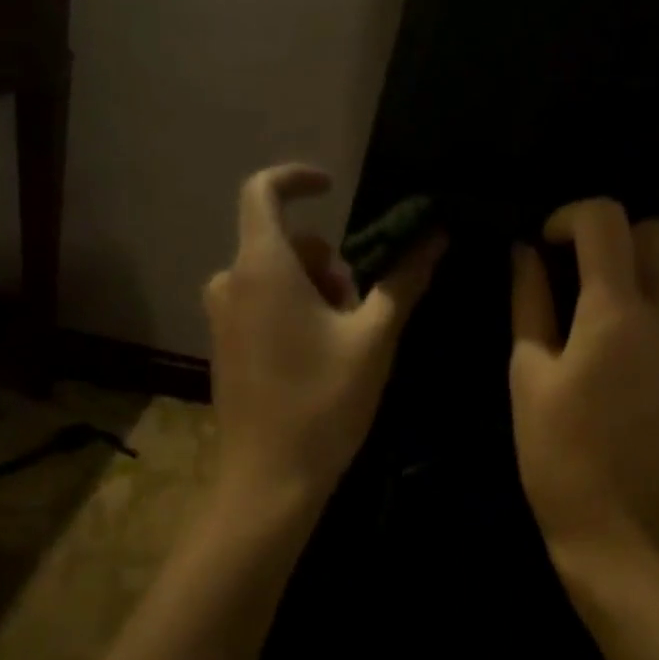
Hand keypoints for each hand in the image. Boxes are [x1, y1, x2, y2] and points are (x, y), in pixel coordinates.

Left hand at [205, 164, 444, 507]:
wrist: (268, 481)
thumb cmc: (323, 401)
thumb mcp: (374, 337)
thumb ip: (404, 279)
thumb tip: (437, 235)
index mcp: (262, 268)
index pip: (262, 192)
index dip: (296, 178)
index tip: (333, 186)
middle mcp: (231, 283)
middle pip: (283, 242)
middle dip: (327, 260)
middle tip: (360, 305)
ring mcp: (221, 316)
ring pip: (275, 275)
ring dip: (314, 288)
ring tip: (344, 336)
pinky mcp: (223, 344)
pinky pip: (260, 302)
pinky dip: (292, 308)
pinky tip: (319, 356)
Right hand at [510, 199, 658, 581]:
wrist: (623, 528)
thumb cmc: (558, 453)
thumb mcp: (527, 372)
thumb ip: (530, 299)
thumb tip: (526, 250)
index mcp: (618, 313)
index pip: (608, 219)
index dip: (570, 216)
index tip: (547, 244)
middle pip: (658, 232)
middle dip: (614, 236)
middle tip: (576, 270)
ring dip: (634, 272)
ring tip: (594, 316)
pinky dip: (651, 310)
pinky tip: (623, 354)